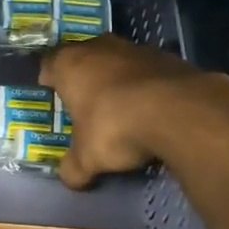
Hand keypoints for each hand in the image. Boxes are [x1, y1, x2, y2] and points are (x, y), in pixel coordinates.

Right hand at [40, 36, 213, 188]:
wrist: (179, 112)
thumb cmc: (114, 127)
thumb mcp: (87, 159)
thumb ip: (74, 168)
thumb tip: (70, 180)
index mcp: (71, 64)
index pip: (50, 63)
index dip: (49, 78)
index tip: (51, 92)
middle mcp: (101, 48)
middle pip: (86, 57)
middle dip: (85, 76)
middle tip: (84, 101)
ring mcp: (138, 49)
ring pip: (120, 61)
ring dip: (118, 80)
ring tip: (121, 107)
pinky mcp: (170, 58)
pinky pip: (150, 72)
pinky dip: (148, 87)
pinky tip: (152, 110)